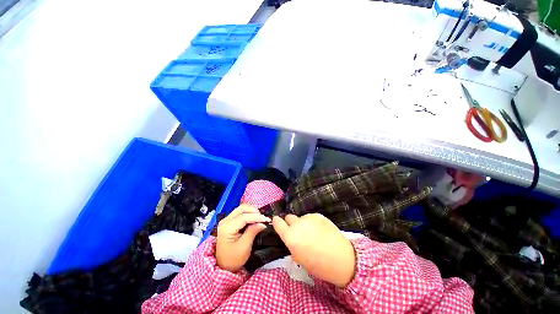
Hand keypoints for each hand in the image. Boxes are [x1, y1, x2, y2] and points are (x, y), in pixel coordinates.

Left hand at [216, 204, 270, 271]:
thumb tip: (262, 223)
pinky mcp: (229, 221)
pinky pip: (241, 212)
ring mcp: (227, 220)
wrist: (223, 265)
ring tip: (260, 218)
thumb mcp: (244, 247)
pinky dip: (249, 213)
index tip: (268, 219)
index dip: (257, 217)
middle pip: (242, 208)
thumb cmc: (233, 259)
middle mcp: (226, 220)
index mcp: (227, 227)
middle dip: (255, 211)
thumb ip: (253, 232)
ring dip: (252, 211)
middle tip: (264, 218)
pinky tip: (255, 218)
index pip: (244, 217)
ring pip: (242, 208)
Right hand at [272, 213, 355, 287]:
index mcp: (290, 237)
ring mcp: (308, 218)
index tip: (277, 221)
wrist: (341, 259)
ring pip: (300, 217)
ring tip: (312, 233)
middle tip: (298, 231)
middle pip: (288, 217)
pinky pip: (311, 217)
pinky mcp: (318, 215)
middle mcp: (297, 224)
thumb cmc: (318, 264)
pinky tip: (320, 230)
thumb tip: (291, 236)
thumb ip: (291, 244)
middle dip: (290, 223)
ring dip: (303, 223)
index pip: (277, 222)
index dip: (276, 221)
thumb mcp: (299, 258)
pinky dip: (312, 222)